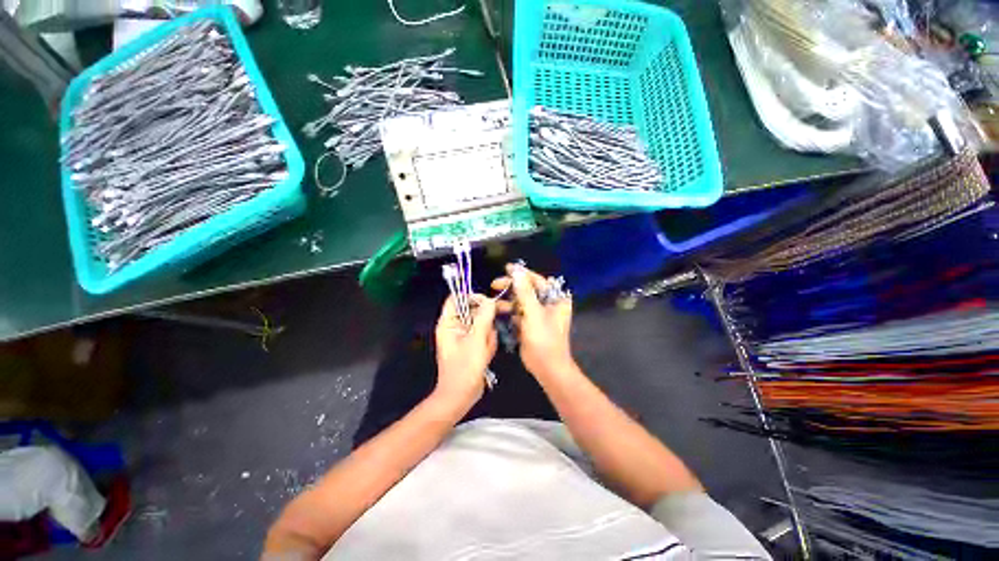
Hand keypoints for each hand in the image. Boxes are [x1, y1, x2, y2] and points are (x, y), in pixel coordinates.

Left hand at [434, 294, 497, 406]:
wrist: (461, 396)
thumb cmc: (464, 368)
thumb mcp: (476, 340)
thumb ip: (483, 318)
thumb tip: (490, 300)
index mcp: (448, 323)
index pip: (456, 298)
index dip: (471, 297)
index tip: (487, 302)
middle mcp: (455, 327)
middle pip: (473, 311)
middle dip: (485, 323)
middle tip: (489, 333)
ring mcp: (464, 336)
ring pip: (482, 324)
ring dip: (487, 336)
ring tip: (484, 349)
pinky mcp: (472, 345)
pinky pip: (484, 336)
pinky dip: (488, 344)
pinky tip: (486, 355)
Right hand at [492, 264, 573, 377]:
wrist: (547, 368)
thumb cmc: (545, 339)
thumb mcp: (534, 314)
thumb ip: (525, 292)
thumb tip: (517, 271)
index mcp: (555, 298)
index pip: (537, 280)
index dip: (522, 273)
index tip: (506, 268)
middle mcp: (548, 303)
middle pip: (527, 289)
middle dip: (511, 287)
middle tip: (495, 284)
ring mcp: (538, 314)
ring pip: (520, 301)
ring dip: (508, 301)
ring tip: (494, 302)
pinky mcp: (530, 323)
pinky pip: (518, 312)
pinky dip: (509, 311)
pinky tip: (497, 311)